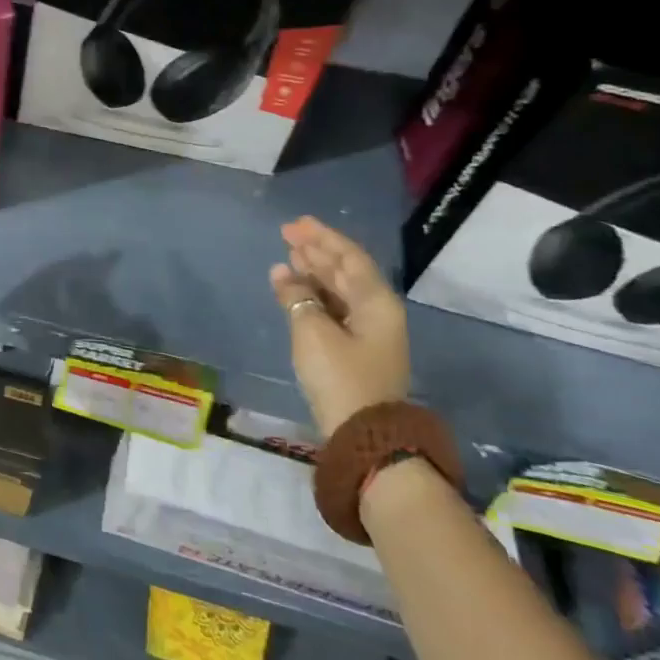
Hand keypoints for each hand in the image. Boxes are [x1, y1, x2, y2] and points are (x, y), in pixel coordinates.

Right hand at [269, 216, 410, 437]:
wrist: (365, 435)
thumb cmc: (340, 377)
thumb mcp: (312, 332)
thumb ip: (296, 297)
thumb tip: (282, 272)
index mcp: (376, 302)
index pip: (349, 257)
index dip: (322, 238)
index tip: (295, 224)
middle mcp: (377, 311)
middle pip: (346, 272)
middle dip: (317, 252)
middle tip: (288, 235)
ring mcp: (369, 332)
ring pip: (339, 291)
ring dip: (314, 273)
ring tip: (288, 257)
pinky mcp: (356, 350)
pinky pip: (334, 309)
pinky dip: (314, 296)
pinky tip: (293, 290)